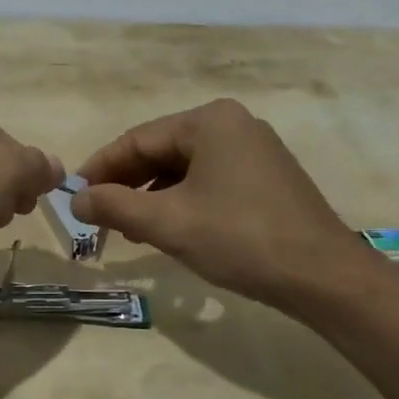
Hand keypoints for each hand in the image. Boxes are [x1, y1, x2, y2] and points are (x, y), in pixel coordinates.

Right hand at [70, 99, 376, 308]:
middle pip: (162, 150)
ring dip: (152, 195)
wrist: (325, 277)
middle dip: (127, 184)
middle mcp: (233, 124)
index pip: (137, 139)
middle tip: (99, 216)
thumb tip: (76, 199)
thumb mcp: (168, 223)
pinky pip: (210, 179)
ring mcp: (254, 149)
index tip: (74, 195)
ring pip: (185, 167)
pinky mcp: (267, 176)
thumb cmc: (240, 239)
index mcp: (209, 120)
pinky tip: (169, 228)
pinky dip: (182, 200)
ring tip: (128, 228)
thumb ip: (115, 205)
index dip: (100, 168)